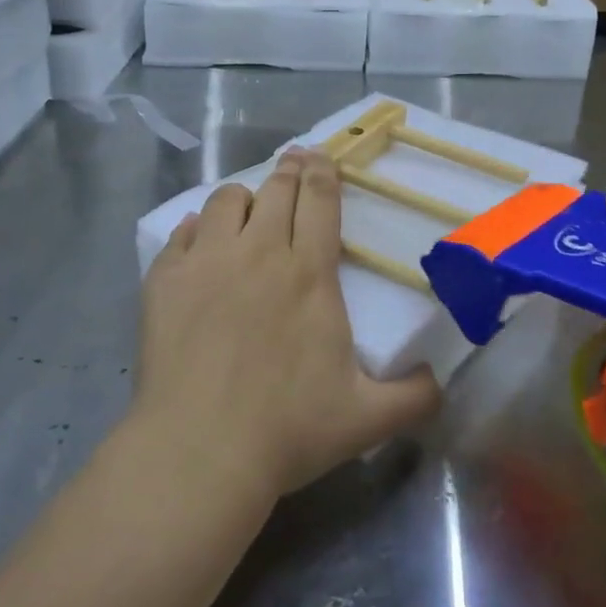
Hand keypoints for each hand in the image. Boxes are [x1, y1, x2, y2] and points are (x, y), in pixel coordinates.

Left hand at [137, 150, 441, 501]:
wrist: (200, 450)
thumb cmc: (287, 429)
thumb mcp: (367, 418)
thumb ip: (414, 397)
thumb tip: (440, 381)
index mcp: (309, 274)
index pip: (320, 202)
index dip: (323, 173)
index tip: (321, 156)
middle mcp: (259, 253)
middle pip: (275, 190)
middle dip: (288, 170)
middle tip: (293, 162)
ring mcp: (207, 262)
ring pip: (225, 201)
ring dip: (242, 196)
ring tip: (246, 206)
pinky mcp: (165, 280)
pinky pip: (181, 233)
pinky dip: (195, 228)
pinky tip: (199, 239)